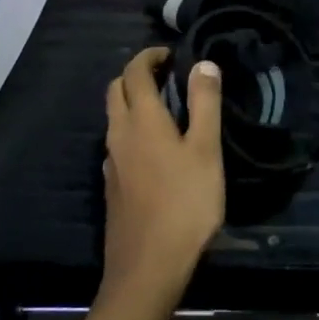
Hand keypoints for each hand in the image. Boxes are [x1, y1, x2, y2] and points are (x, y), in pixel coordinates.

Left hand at [101, 48, 224, 299]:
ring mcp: (111, 162)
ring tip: (165, 108)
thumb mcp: (206, 150)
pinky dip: (132, 130)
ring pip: (114, 118)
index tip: (170, 53)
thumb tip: (202, 63)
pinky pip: (117, 143)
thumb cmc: (185, 203)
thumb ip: (205, 104)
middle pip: (117, 90)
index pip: (135, 72)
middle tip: (166, 76)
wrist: (148, 266)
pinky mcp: (112, 185)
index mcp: (142, 119)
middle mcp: (119, 134)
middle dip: (136, 75)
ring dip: (133, 102)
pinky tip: (154, 149)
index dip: (149, 56)